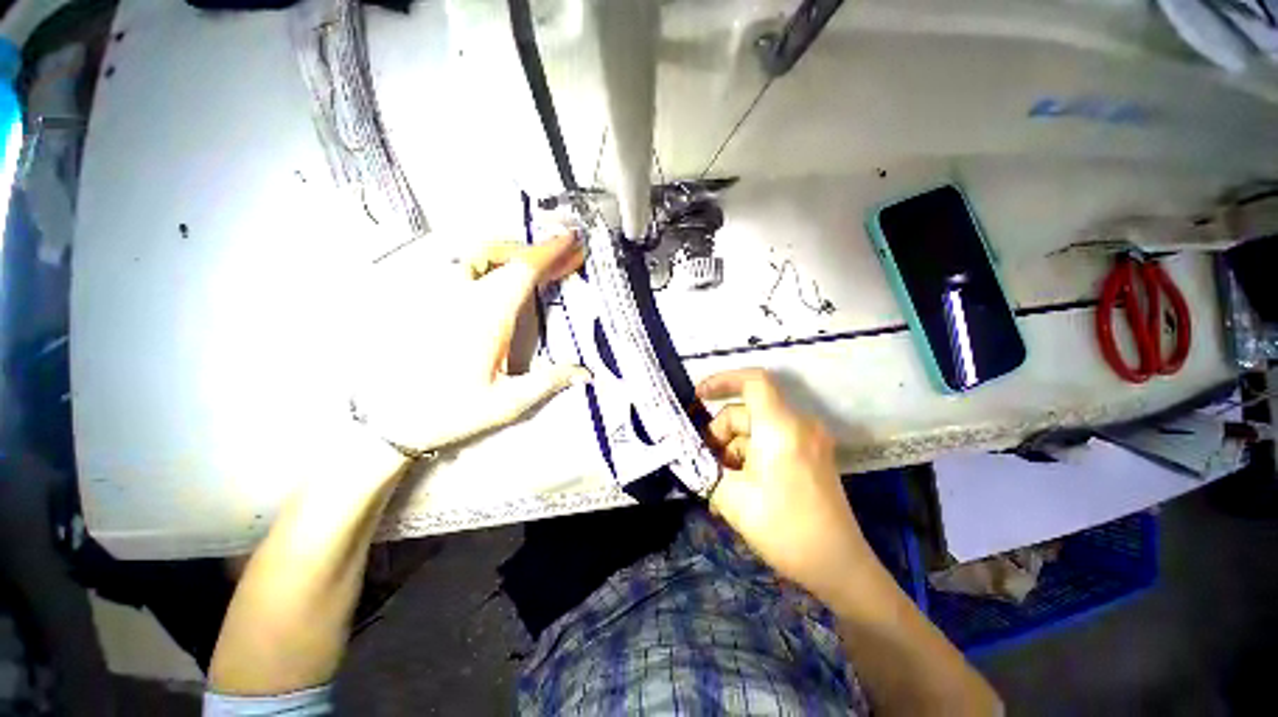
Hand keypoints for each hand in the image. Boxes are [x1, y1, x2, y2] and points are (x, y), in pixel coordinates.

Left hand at [356, 234, 590, 454]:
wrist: (392, 418)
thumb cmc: (451, 410)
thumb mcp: (507, 403)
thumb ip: (548, 382)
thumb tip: (585, 373)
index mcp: (487, 315)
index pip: (523, 270)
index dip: (549, 252)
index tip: (570, 240)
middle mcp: (463, 296)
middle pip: (503, 255)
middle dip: (537, 251)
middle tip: (564, 256)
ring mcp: (442, 296)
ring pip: (479, 255)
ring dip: (511, 253)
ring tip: (534, 264)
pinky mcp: (430, 302)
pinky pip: (461, 267)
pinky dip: (488, 262)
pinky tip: (496, 276)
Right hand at [697, 369, 872, 602]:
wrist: (838, 567)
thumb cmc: (784, 529)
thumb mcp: (733, 498)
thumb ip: (707, 469)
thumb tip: (692, 456)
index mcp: (781, 427)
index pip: (753, 381)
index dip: (722, 381)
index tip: (698, 396)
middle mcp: (798, 425)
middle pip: (747, 411)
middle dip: (720, 433)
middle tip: (706, 464)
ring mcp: (807, 440)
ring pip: (756, 430)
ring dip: (732, 451)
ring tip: (719, 487)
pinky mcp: (810, 455)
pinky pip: (770, 443)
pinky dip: (750, 458)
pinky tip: (736, 489)